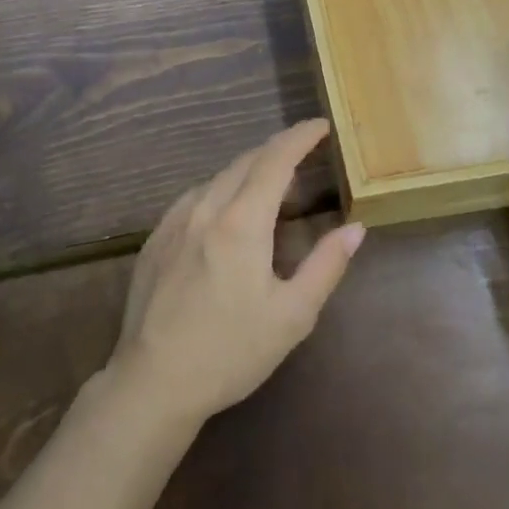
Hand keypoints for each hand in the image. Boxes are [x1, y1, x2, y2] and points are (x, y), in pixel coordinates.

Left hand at [104, 119, 364, 426]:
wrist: (153, 382)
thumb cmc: (230, 352)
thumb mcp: (291, 316)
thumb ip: (326, 265)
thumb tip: (356, 228)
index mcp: (242, 222)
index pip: (275, 160)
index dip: (300, 137)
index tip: (321, 125)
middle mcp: (207, 207)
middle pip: (246, 161)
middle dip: (277, 150)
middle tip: (303, 151)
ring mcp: (176, 220)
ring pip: (218, 177)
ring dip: (248, 169)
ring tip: (270, 181)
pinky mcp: (157, 237)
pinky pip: (195, 196)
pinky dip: (221, 189)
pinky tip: (226, 209)